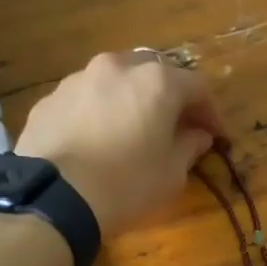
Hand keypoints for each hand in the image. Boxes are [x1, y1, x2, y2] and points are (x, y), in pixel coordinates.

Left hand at [16, 50, 226, 235]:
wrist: (55, 197)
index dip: (211, 111)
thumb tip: (198, 135)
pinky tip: (99, 140)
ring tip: (135, 130)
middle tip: (177, 126)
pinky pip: (87, 99)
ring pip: (117, 81)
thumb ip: (189, 147)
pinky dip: (101, 111)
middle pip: (155, 73)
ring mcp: (79, 79)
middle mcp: (118, 67)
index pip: (197, 87)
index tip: (216, 135)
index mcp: (156, 82)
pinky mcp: (51, 98)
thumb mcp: (171, 174)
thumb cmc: (127, 185)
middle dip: (171, 97)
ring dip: (132, 100)